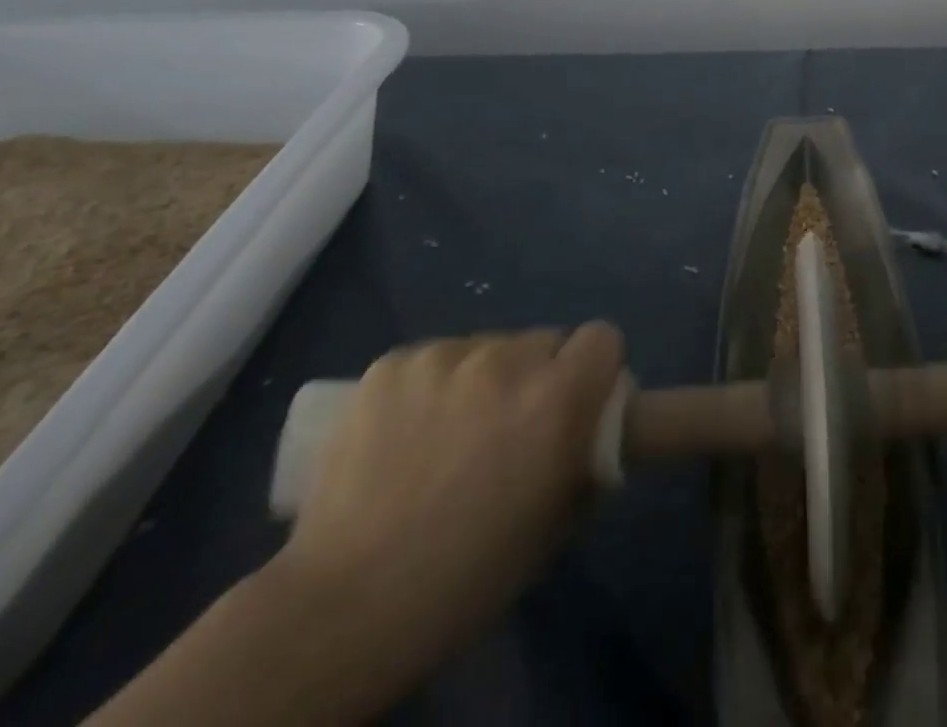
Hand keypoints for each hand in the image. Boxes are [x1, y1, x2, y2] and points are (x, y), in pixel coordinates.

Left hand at [275, 324, 624, 679]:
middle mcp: (508, 359)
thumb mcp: (558, 525)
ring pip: (487, 348)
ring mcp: (444, 356)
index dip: (595, 369)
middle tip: (510, 430)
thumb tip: (587, 434)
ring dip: (483, 380)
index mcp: (558, 396)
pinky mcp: (391, 364)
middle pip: (543, 341)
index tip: (578, 404)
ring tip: (447, 436)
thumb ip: (584, 460)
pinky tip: (405, 433)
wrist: (344, 609)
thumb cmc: (468, 578)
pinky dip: (431, 386)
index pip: (603, 338)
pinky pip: (434, 360)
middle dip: (537, 377)